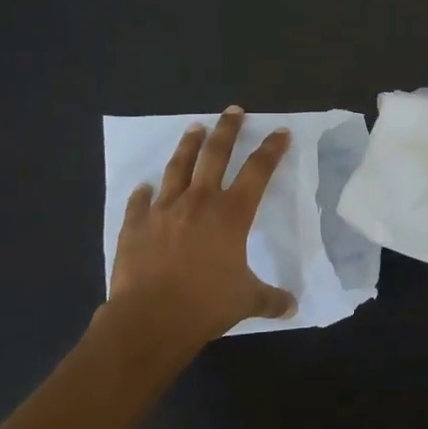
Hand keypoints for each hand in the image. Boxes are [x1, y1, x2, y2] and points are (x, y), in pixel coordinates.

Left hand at [106, 108, 297, 352]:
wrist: (149, 318)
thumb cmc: (205, 305)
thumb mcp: (246, 302)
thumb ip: (270, 299)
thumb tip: (292, 308)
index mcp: (232, 215)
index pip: (258, 171)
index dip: (271, 150)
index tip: (280, 132)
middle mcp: (199, 202)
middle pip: (215, 154)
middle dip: (228, 130)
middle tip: (233, 111)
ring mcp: (164, 210)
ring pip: (178, 167)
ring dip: (188, 146)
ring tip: (194, 128)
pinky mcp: (135, 224)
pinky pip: (140, 202)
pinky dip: (143, 193)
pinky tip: (144, 187)